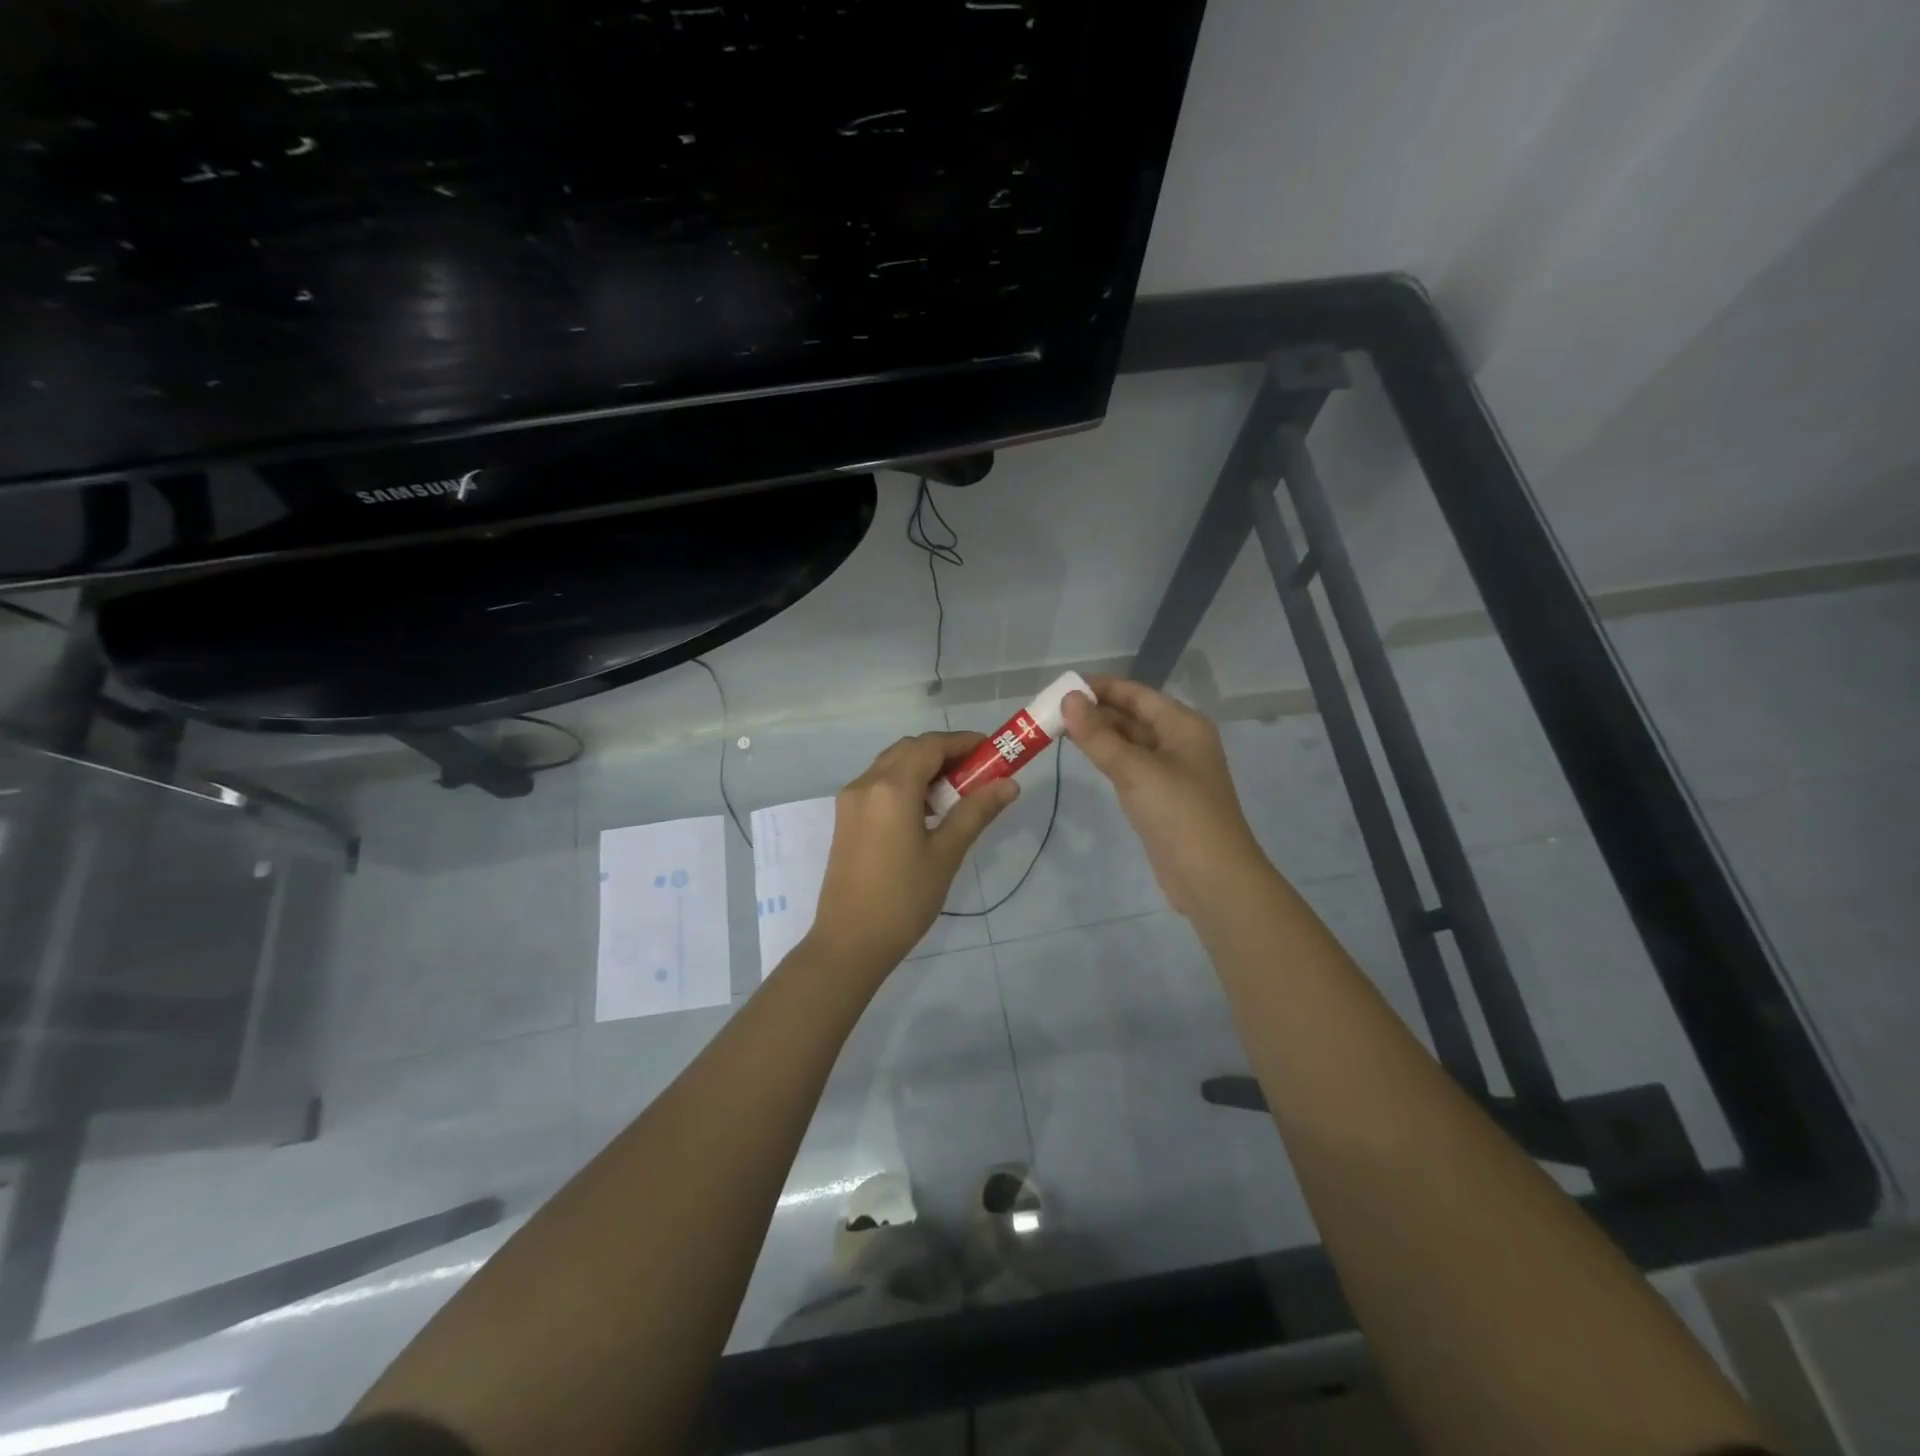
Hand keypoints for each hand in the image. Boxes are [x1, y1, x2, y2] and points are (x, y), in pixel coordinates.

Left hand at [803, 732, 1017, 978]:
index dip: (963, 742)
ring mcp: (850, 801)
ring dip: (923, 768)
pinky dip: (904, 784)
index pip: (930, 745)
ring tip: (956, 794)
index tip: (992, 751)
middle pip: (909, 750)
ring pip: (891, 766)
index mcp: (891, 788)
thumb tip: (1009, 784)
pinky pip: (878, 785)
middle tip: (977, 773)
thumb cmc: (904, 899)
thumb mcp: (946, 854)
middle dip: (944, 753)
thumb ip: (976, 812)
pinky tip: (926, 812)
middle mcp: (865, 783)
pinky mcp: (845, 819)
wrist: (850, 942)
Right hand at [1062, 676, 1270, 915]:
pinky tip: (1084, 757)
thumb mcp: (1135, 769)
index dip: (1101, 687)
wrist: (1211, 878)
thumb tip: (1068, 699)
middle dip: (1095, 711)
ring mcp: (1171, 771)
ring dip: (1098, 735)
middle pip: (1133, 716)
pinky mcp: (1160, 798)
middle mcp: (1179, 742)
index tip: (1062, 686)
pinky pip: (1130, 767)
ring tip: (1057, 729)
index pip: (1137, 694)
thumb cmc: (1178, 813)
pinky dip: (1107, 758)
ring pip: (1129, 742)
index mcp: (1183, 725)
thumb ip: (1098, 735)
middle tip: (1051, 710)